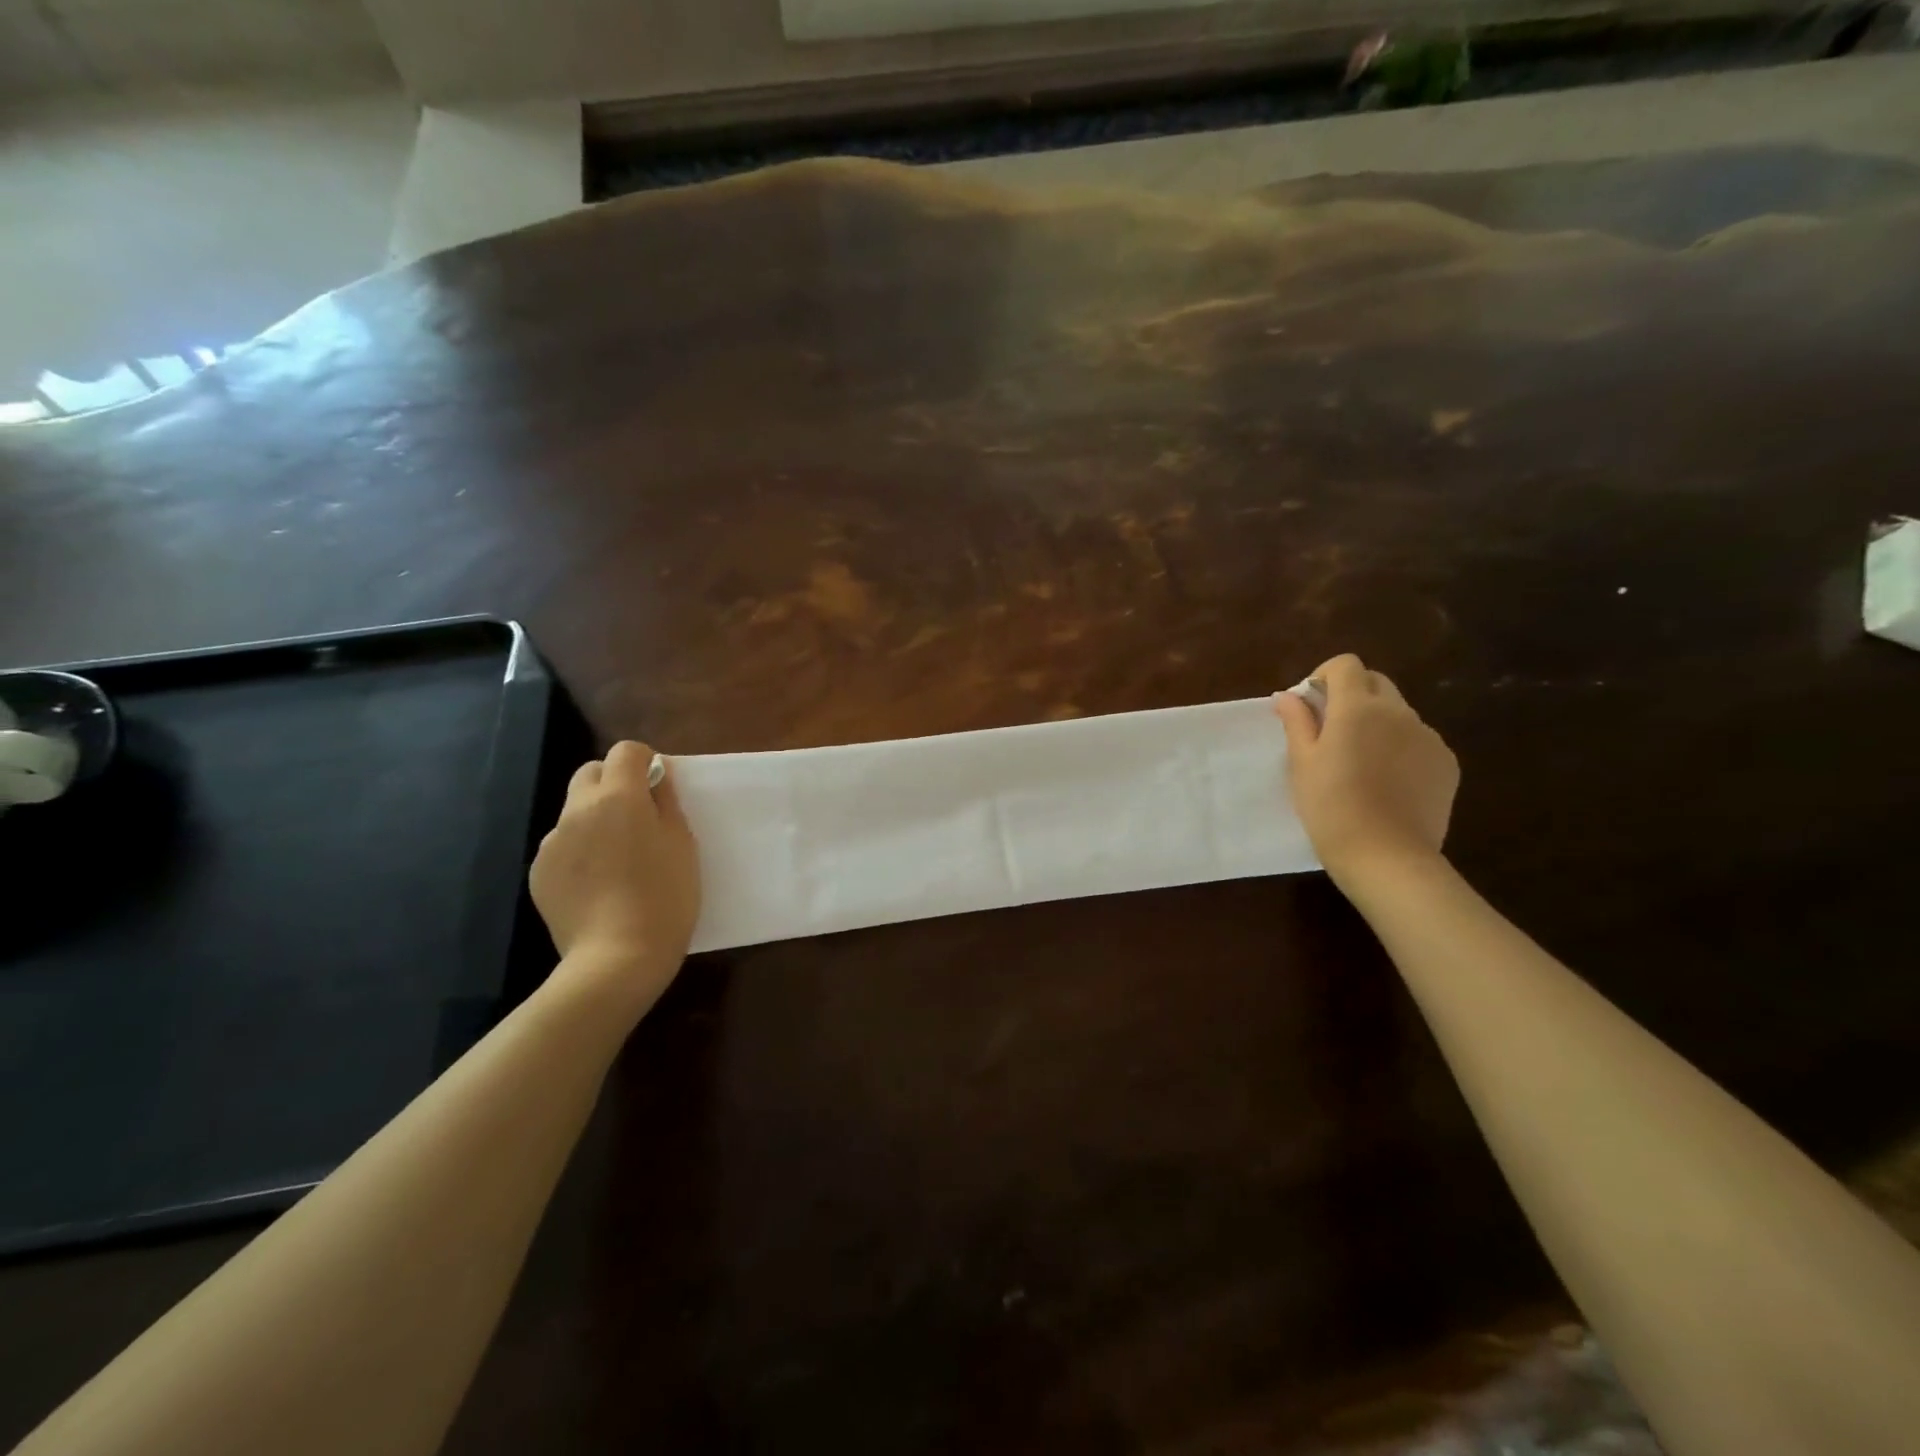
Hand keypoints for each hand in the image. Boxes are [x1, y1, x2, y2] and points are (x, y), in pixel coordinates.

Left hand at [529, 741, 700, 1015]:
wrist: (617, 958)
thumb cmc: (665, 897)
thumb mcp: (682, 845)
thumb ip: (666, 804)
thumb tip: (655, 780)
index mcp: (618, 798)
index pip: (625, 752)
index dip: (644, 762)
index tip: (658, 786)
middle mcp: (578, 810)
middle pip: (590, 773)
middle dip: (613, 782)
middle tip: (637, 817)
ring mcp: (552, 842)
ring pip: (574, 811)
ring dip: (595, 819)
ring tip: (617, 860)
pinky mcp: (539, 873)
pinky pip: (562, 846)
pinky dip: (579, 852)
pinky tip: (597, 886)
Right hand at [1271, 654, 1458, 882]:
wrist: (1386, 856)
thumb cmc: (1331, 807)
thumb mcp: (1302, 763)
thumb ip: (1297, 722)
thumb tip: (1288, 695)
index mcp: (1358, 707)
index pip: (1346, 665)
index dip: (1325, 676)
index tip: (1311, 704)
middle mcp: (1398, 712)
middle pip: (1376, 682)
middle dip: (1352, 695)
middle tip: (1330, 731)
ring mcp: (1428, 736)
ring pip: (1398, 712)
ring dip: (1377, 722)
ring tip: (1360, 762)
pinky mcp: (1446, 762)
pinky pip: (1419, 740)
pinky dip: (1400, 747)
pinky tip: (1386, 782)